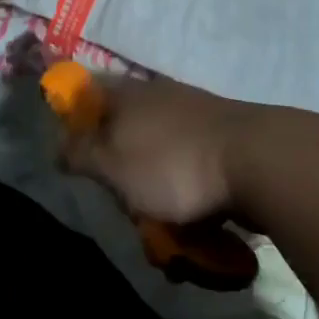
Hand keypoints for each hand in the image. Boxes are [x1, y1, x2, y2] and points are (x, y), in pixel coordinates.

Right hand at [60, 75, 258, 223]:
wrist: (260, 162)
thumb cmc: (173, 164)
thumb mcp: (112, 165)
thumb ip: (80, 154)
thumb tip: (58, 145)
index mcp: (128, 94)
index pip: (87, 92)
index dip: (73, 119)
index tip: (73, 155)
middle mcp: (160, 96)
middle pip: (123, 128)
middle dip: (120, 169)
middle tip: (123, 201)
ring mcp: (195, 116)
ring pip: (159, 153)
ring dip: (155, 189)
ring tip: (163, 226)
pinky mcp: (223, 140)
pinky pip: (191, 168)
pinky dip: (188, 193)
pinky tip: (196, 223)